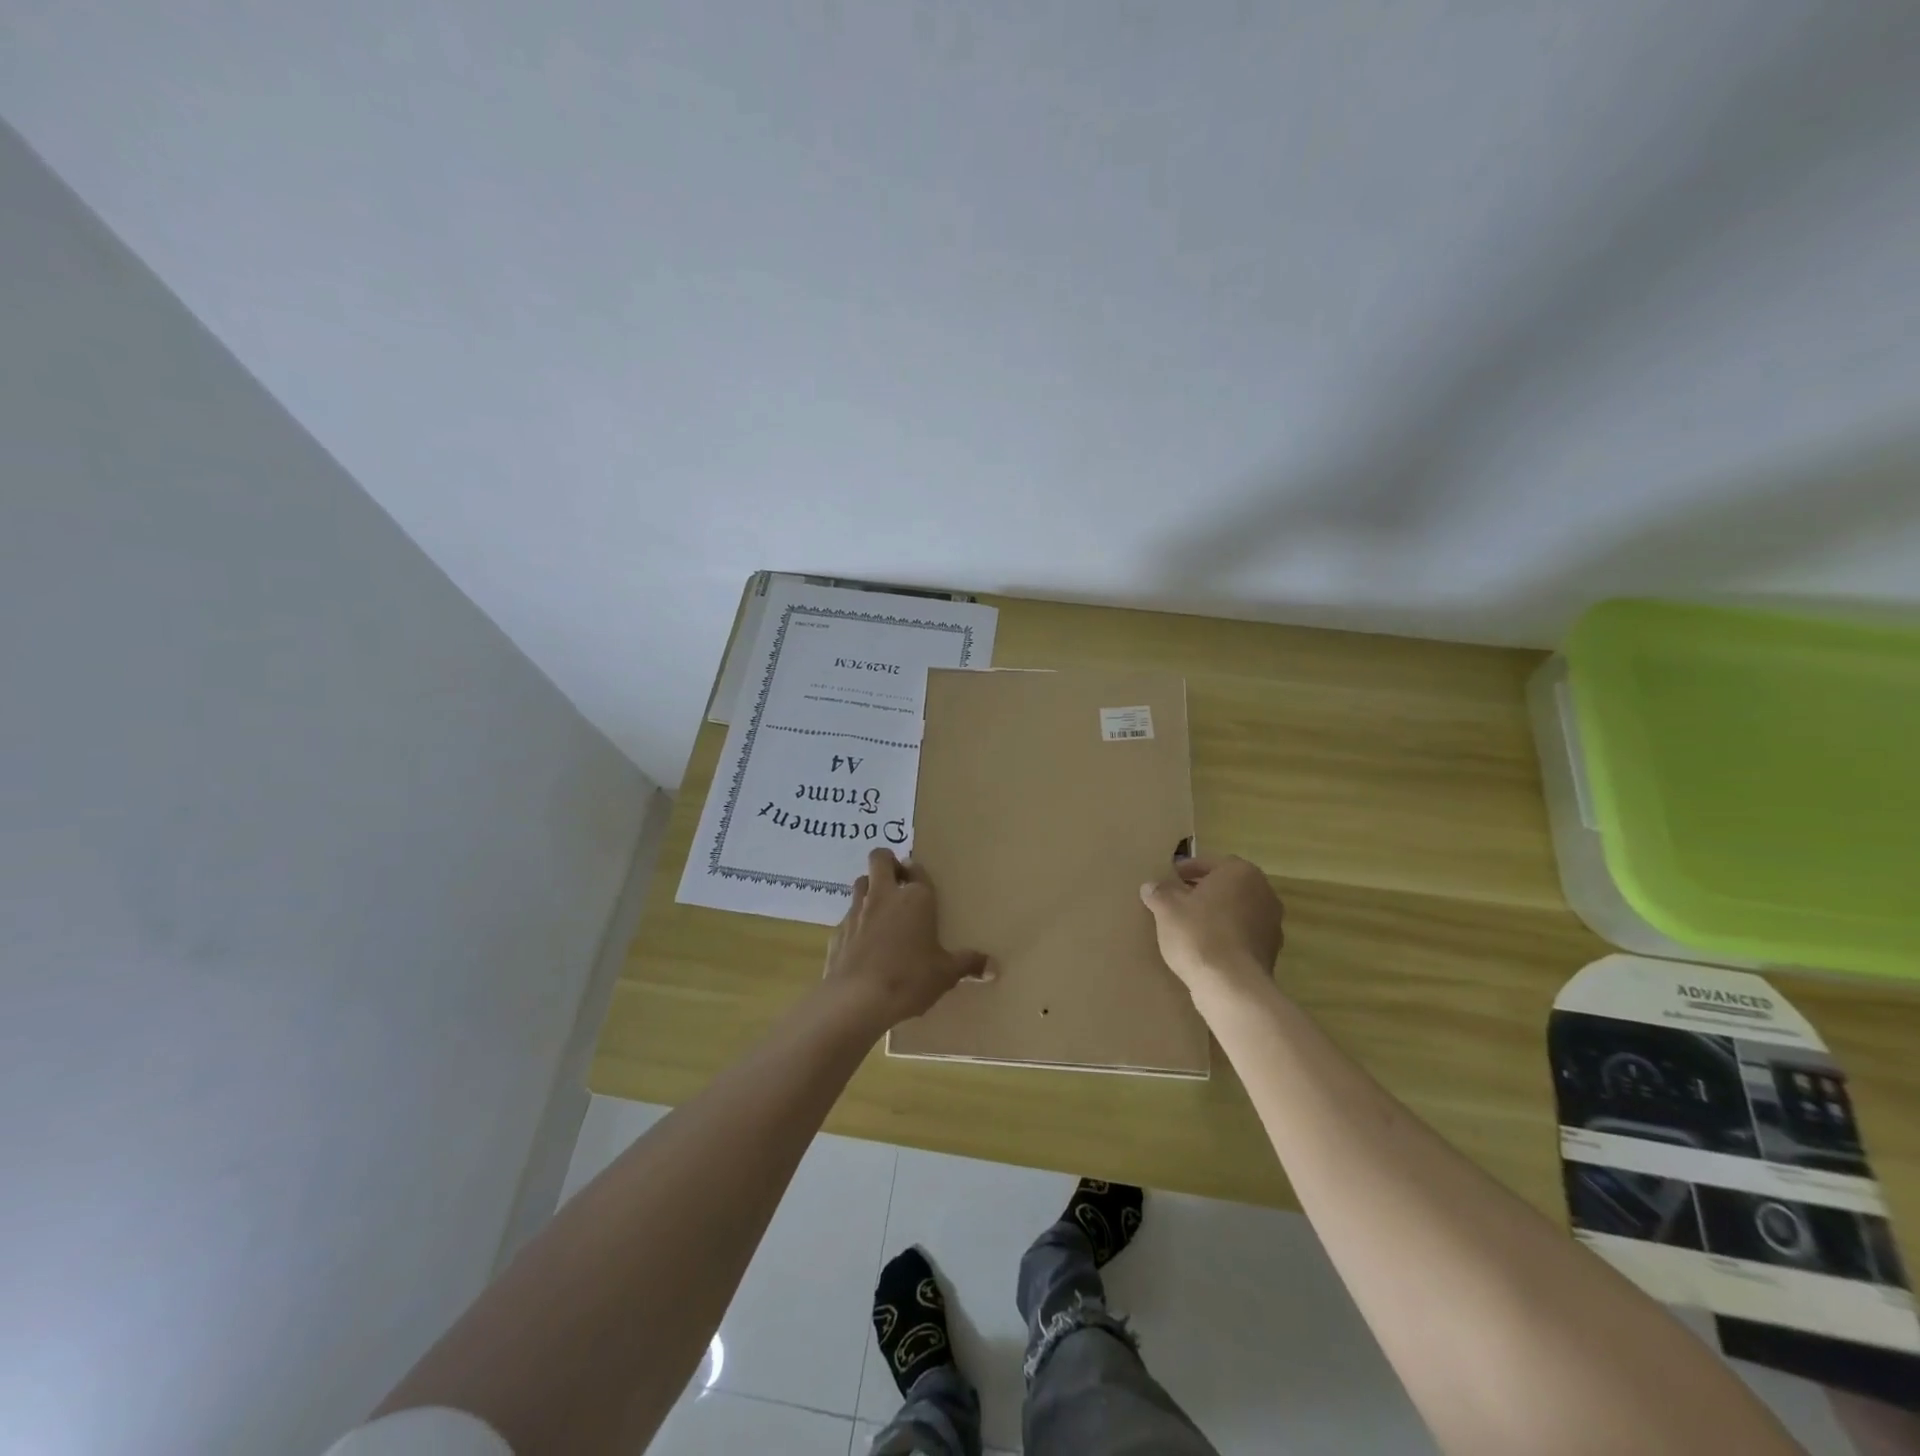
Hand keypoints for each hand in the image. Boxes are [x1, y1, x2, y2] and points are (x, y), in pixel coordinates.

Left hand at [825, 849, 990, 1028]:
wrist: (857, 999)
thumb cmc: (909, 979)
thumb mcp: (946, 974)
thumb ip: (968, 964)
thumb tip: (993, 967)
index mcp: (915, 898)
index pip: (917, 869)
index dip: (917, 872)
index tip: (920, 883)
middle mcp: (884, 895)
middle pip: (879, 859)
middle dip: (888, 862)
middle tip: (898, 882)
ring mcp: (856, 910)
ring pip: (860, 883)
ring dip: (870, 888)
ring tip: (881, 910)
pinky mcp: (837, 931)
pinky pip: (848, 916)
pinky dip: (856, 922)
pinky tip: (864, 945)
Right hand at [1139, 855, 1284, 1003]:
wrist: (1232, 986)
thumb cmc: (1198, 934)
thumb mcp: (1167, 908)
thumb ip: (1159, 892)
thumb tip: (1150, 886)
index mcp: (1240, 872)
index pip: (1209, 863)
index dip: (1185, 870)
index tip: (1169, 880)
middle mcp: (1263, 891)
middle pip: (1226, 886)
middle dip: (1203, 891)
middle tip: (1177, 901)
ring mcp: (1272, 922)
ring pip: (1237, 910)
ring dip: (1216, 914)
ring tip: (1189, 926)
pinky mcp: (1272, 950)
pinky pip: (1243, 934)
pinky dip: (1226, 935)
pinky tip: (1206, 948)